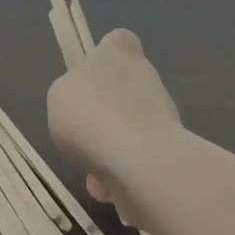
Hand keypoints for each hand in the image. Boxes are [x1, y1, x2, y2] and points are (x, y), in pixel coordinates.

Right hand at [46, 29, 184, 220]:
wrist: (139, 161)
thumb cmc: (91, 116)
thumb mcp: (59, 96)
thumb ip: (70, 93)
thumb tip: (84, 103)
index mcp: (118, 53)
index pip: (118, 41)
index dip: (104, 57)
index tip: (89, 80)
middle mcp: (145, 75)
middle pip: (123, 90)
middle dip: (104, 118)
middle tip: (84, 140)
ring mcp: (164, 111)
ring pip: (131, 130)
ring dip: (112, 152)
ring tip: (95, 178)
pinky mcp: (174, 147)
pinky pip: (142, 160)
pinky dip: (127, 176)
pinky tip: (111, 193)